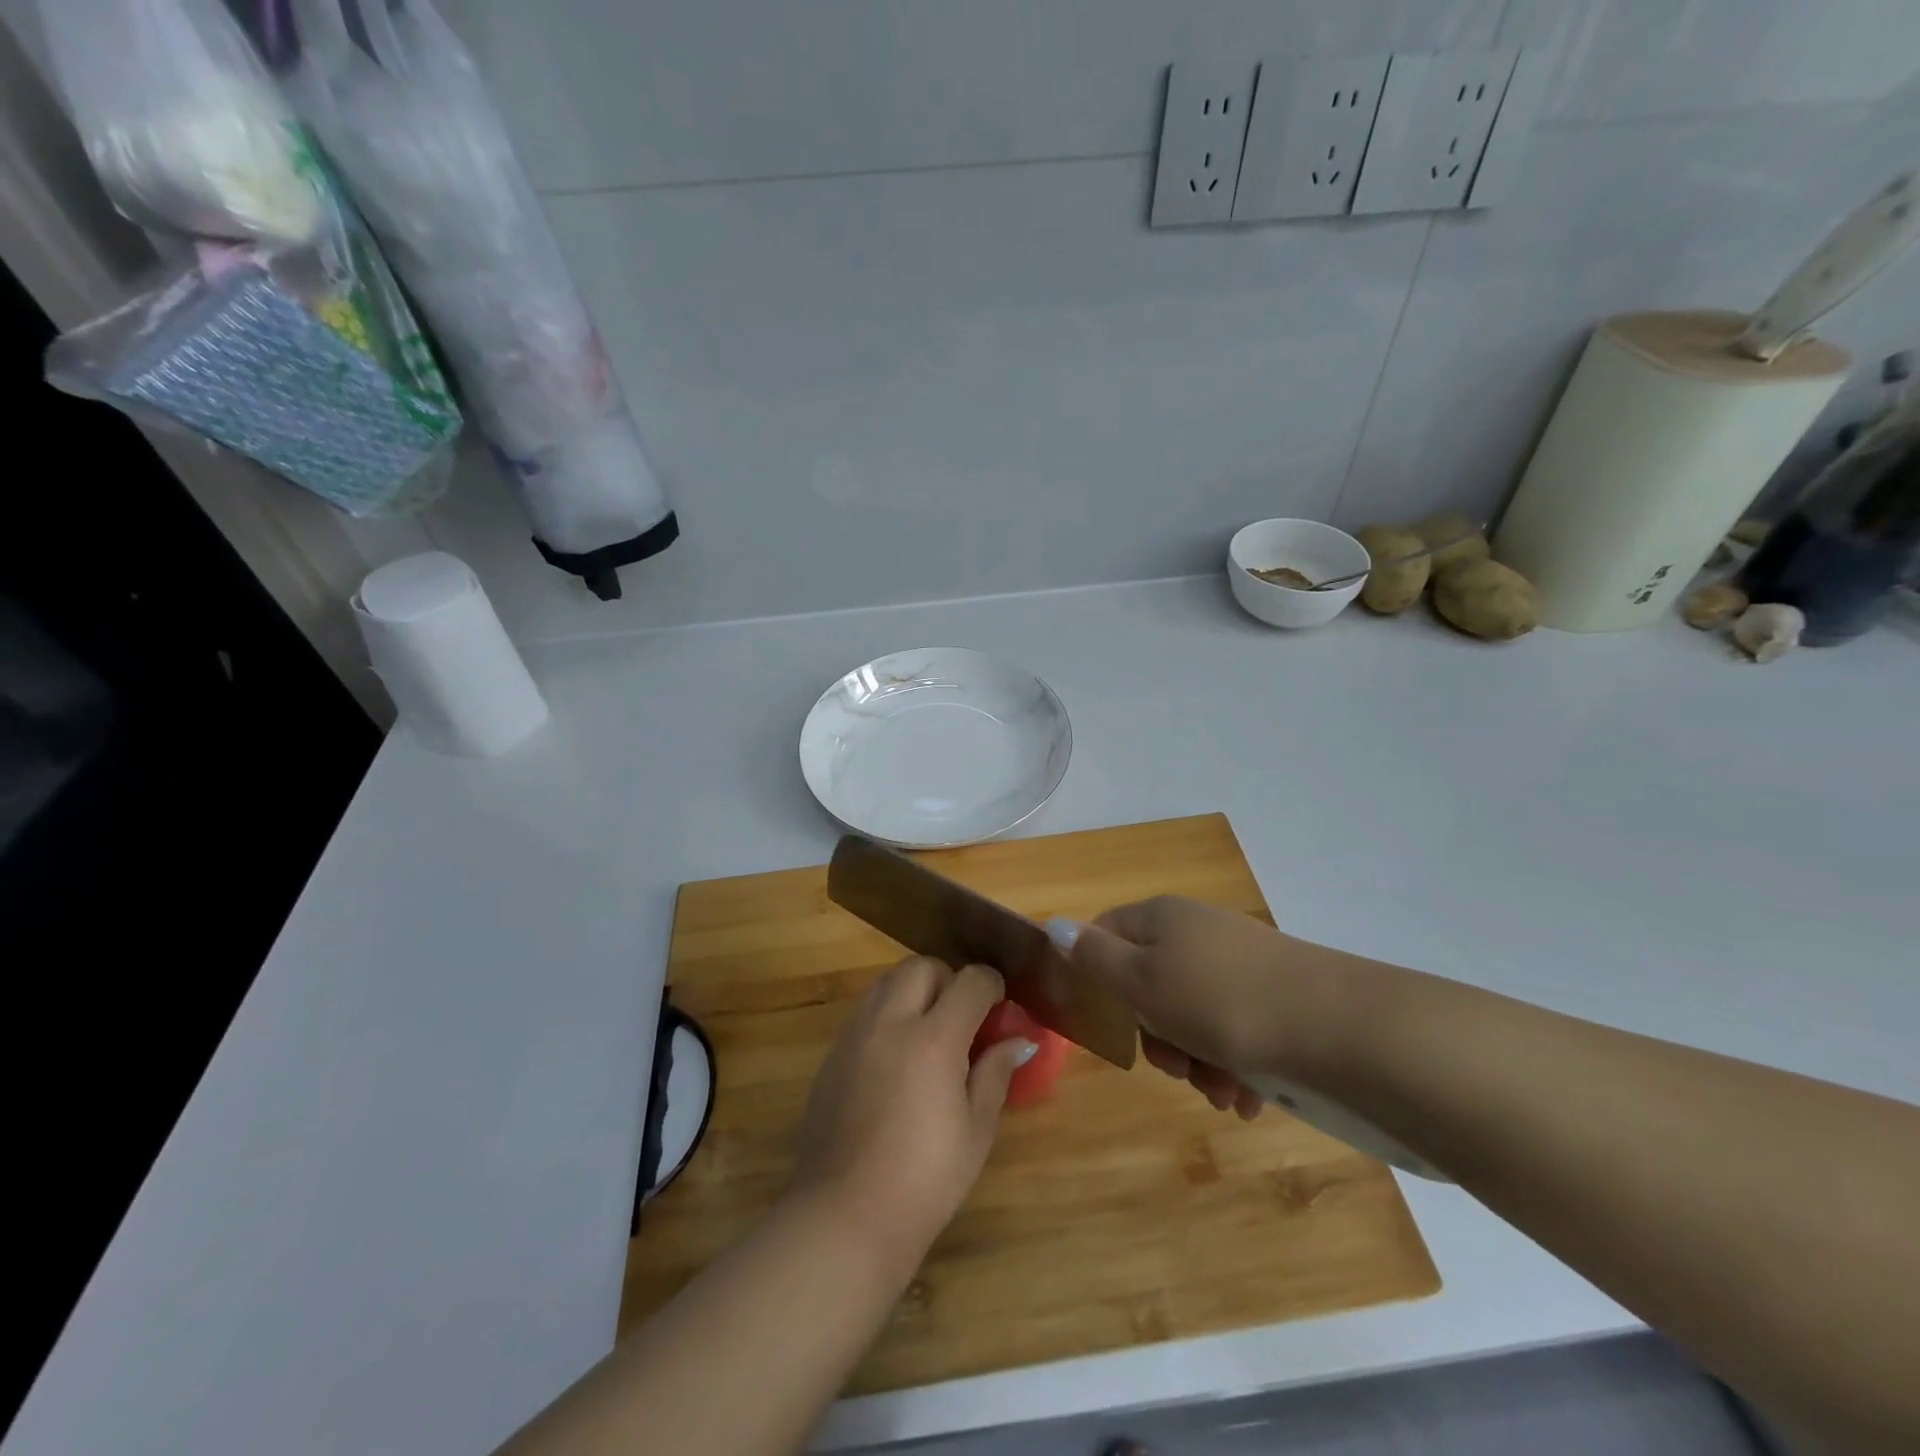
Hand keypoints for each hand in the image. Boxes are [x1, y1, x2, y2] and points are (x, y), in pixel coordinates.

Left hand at [790, 957, 1035, 1269]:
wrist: (845, 1216)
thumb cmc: (925, 1179)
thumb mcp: (976, 1130)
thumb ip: (995, 1074)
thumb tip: (1019, 1042)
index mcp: (933, 1039)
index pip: (970, 981)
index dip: (991, 986)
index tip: (1000, 1007)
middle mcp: (890, 1022)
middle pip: (921, 967)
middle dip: (948, 979)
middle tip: (962, 1017)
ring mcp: (855, 1035)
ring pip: (887, 982)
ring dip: (913, 991)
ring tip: (928, 1033)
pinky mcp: (832, 1055)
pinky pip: (865, 1013)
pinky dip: (887, 1016)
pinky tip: (896, 1060)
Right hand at [1052, 897, 1357, 1119]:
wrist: (1342, 1030)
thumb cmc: (1221, 1003)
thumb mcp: (1142, 982)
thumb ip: (1094, 957)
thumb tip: (1055, 926)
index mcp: (1161, 918)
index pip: (1106, 934)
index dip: (1099, 978)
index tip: (1112, 1023)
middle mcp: (1198, 933)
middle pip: (1149, 983)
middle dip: (1156, 1035)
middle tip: (1173, 1065)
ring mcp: (1241, 965)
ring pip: (1192, 1016)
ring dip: (1195, 1062)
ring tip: (1220, 1092)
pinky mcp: (1276, 999)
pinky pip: (1234, 1032)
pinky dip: (1232, 1067)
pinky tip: (1246, 1097)